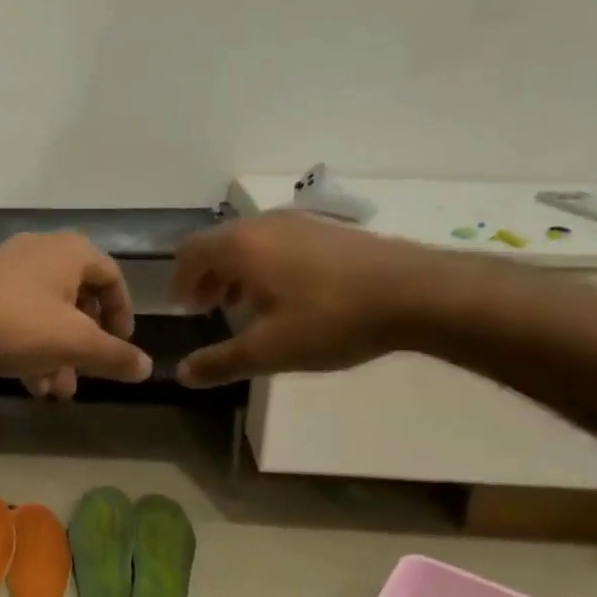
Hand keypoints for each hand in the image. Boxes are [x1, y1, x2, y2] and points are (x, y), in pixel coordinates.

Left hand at [0, 232, 151, 395]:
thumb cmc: (14, 323)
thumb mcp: (73, 343)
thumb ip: (113, 355)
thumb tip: (148, 367)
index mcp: (70, 253)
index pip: (113, 277)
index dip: (124, 314)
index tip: (122, 346)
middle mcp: (41, 253)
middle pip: (79, 299)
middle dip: (86, 344)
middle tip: (88, 375)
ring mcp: (9, 271)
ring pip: (48, 315)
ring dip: (59, 354)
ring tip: (58, 392)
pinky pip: (20, 319)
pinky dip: (31, 349)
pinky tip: (31, 385)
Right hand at [170, 212, 436, 386]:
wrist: (416, 292)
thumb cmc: (331, 319)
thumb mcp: (269, 350)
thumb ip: (220, 362)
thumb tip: (181, 374)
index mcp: (241, 245)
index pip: (191, 252)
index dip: (181, 281)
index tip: (185, 309)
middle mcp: (263, 224)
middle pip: (218, 244)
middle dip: (207, 277)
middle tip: (210, 309)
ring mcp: (299, 222)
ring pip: (250, 242)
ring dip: (236, 272)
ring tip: (246, 306)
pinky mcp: (328, 229)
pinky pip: (278, 242)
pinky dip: (265, 265)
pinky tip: (289, 297)